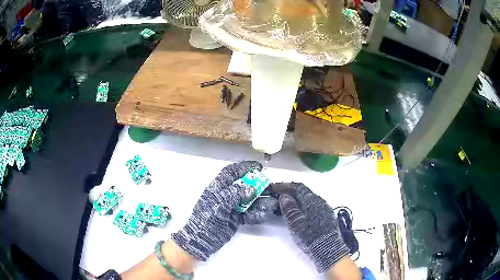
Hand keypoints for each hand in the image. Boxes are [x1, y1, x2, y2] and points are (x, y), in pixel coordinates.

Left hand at [172, 161, 278, 260]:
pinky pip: (249, 214)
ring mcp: (231, 208)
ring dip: (261, 202)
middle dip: (258, 186)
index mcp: (218, 187)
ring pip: (249, 202)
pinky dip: (257, 214)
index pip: (232, 172)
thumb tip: (252, 189)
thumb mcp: (219, 202)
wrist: (202, 239)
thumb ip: (235, 193)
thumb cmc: (207, 217)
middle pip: (245, 187)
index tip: (259, 167)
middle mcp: (226, 196)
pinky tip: (264, 215)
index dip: (245, 167)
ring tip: (274, 204)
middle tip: (271, 188)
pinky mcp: (235, 219)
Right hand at [273, 182, 349, 272]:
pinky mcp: (326, 216)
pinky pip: (312, 205)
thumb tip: (284, 196)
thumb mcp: (296, 222)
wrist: (327, 248)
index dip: (285, 186)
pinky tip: (298, 212)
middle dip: (290, 191)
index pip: (298, 187)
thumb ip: (290, 208)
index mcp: (312, 200)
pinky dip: (303, 205)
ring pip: (308, 199)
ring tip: (286, 203)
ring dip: (297, 199)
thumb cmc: (309, 235)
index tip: (274, 187)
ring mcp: (324, 208)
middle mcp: (319, 201)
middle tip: (278, 194)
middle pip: (304, 191)